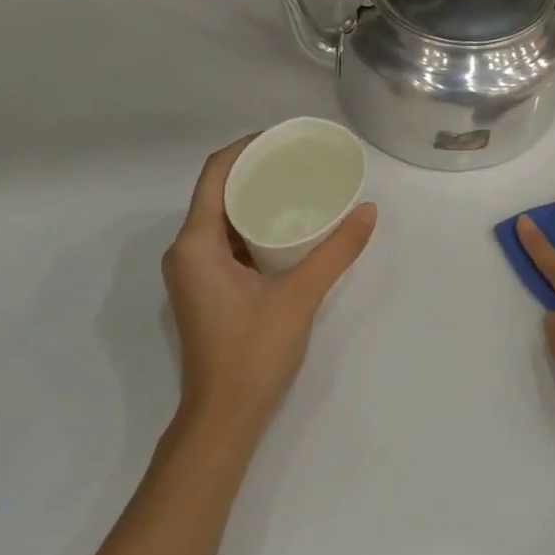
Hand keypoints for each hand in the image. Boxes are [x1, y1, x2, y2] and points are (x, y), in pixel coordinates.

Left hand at [162, 137, 376, 433]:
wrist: (225, 417)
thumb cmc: (254, 351)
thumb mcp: (300, 295)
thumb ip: (336, 251)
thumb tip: (368, 211)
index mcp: (195, 243)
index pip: (215, 173)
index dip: (246, 148)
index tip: (282, 137)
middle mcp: (185, 251)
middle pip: (217, 192)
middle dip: (254, 171)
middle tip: (298, 160)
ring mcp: (192, 272)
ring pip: (220, 218)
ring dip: (253, 199)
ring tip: (296, 186)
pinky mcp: (204, 289)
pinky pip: (225, 242)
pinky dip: (251, 227)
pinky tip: (285, 227)